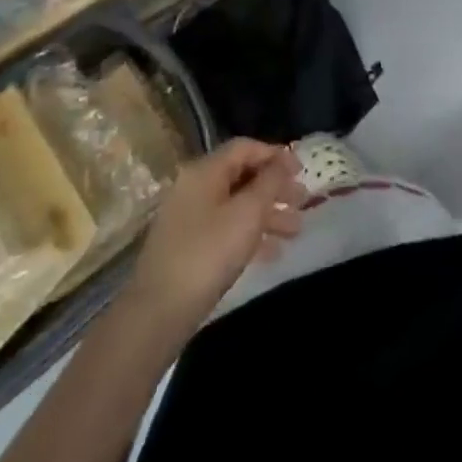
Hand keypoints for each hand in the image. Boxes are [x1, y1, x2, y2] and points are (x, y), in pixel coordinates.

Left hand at [129, 139, 305, 329]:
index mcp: (205, 171)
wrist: (158, 313)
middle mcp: (195, 187)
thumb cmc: (208, 253)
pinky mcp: (188, 247)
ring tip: (296, 230)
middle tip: (303, 201)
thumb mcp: (247, 213)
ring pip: (236, 205)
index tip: (302, 170)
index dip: (275, 155)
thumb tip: (283, 161)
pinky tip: (273, 252)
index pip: (245, 148)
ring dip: (268, 214)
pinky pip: (226, 229)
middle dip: (275, 188)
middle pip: (242, 177)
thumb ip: (269, 182)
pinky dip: (250, 235)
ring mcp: (189, 218)